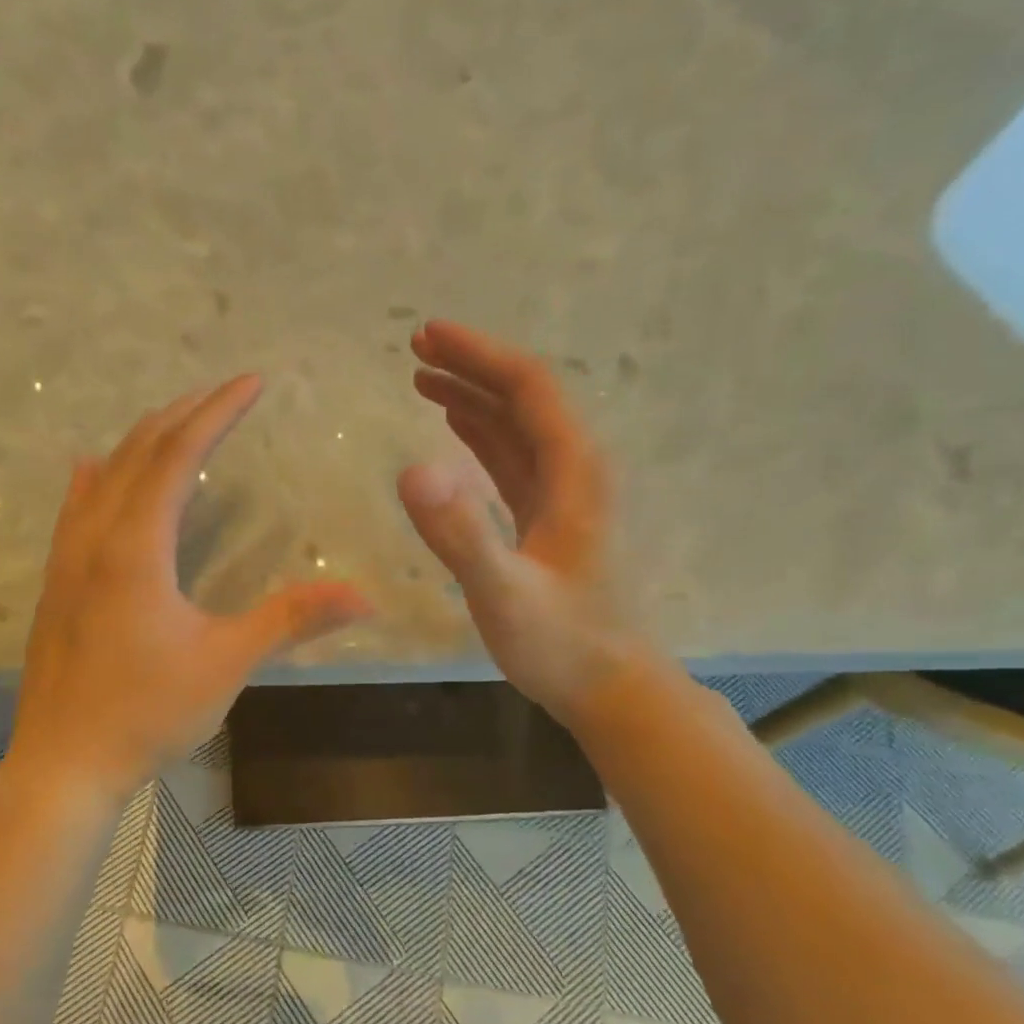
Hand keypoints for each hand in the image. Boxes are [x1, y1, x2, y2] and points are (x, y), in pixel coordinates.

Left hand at [7, 376, 373, 800]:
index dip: (217, 413)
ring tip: (174, 421)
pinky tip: (91, 469)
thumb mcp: (226, 664)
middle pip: (137, 453)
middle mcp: (94, 539)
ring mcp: (66, 561)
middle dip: (183, 415)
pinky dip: (94, 479)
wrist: (64, 765)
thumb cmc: (147, 714)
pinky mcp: (55, 586)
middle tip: (222, 393)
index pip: (179, 456)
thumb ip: (291, 620)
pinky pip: (73, 511)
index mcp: (136, 548)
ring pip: (101, 477)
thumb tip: (364, 597)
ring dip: (140, 441)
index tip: (251, 382)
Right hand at [398, 321, 639, 722]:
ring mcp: (563, 496)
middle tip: (416, 346)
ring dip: (472, 396)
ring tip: (423, 377)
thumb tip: (412, 471)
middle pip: (524, 398)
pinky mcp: (548, 520)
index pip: (528, 388)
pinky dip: (481, 435)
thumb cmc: (562, 644)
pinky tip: (456, 429)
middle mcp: (574, 471)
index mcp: (574, 472)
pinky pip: (512, 460)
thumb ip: (461, 535)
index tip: (428, 335)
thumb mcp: (505, 594)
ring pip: (517, 427)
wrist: (611, 688)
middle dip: (472, 365)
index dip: (479, 355)